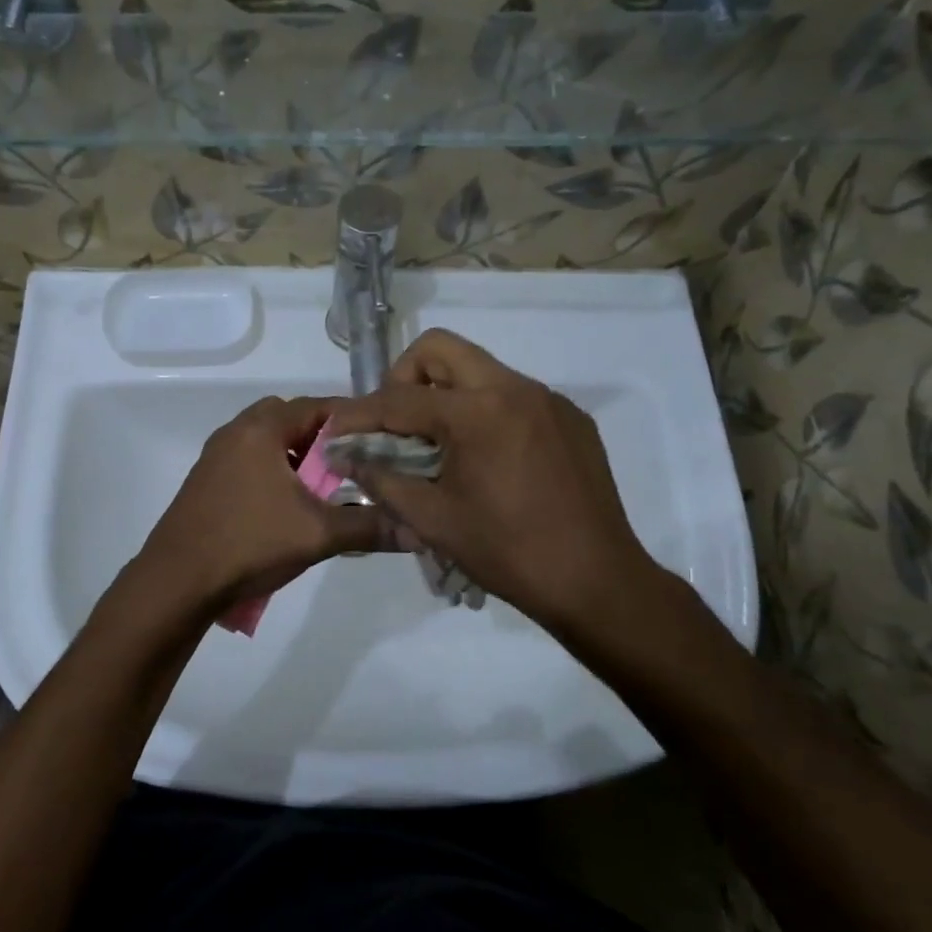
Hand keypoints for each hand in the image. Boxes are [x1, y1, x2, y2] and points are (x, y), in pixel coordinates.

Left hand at [135, 395, 390, 612]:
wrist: (177, 581)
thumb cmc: (248, 543)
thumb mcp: (317, 534)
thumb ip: (368, 526)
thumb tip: (417, 529)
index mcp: (261, 428)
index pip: (318, 406)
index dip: (354, 420)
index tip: (384, 439)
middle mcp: (236, 431)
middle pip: (292, 418)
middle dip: (325, 438)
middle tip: (354, 463)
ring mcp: (217, 455)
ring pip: (270, 441)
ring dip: (299, 457)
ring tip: (326, 486)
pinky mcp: (207, 480)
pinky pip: (251, 461)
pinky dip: (276, 471)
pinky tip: (290, 505)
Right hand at [326, 330, 679, 640]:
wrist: (596, 581)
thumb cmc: (508, 553)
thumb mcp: (433, 520)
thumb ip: (382, 480)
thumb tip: (346, 458)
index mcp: (477, 413)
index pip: (400, 398)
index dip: (359, 414)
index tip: (335, 430)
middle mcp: (514, 388)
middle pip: (440, 349)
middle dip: (404, 377)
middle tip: (395, 422)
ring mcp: (548, 399)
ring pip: (479, 369)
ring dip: (446, 394)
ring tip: (438, 444)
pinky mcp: (571, 418)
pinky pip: (513, 395)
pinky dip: (485, 412)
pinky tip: (487, 459)